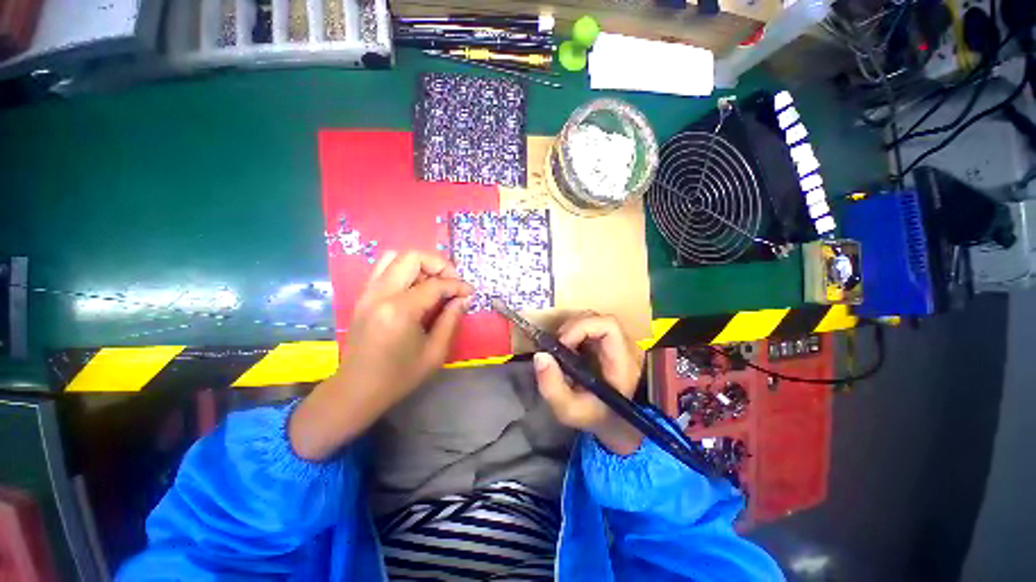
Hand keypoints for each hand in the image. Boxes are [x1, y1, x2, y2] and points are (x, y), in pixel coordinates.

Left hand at [289, 250, 472, 460]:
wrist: (357, 390)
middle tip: (452, 282)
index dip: (457, 285)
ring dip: (420, 264)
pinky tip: (417, 288)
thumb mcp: (435, 352)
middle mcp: (381, 294)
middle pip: (412, 257)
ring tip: (435, 282)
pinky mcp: (364, 296)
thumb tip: (464, 298)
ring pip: (395, 256)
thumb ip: (451, 320)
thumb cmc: (399, 377)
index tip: (469, 293)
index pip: (435, 284)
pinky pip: (385, 269)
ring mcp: (368, 293)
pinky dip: (405, 270)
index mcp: (400, 310)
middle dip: (439, 264)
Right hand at [533, 313, 645, 455]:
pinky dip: (573, 332)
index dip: (582, 327)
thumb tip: (540, 355)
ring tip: (560, 347)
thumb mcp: (570, 410)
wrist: (614, 423)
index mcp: (622, 362)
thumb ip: (552, 387)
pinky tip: (566, 348)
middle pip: (600, 318)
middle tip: (557, 345)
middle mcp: (624, 347)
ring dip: (572, 328)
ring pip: (593, 319)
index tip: (563, 343)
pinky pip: (590, 326)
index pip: (609, 326)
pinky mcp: (608, 343)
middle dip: (572, 327)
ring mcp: (617, 343)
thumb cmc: (595, 417)